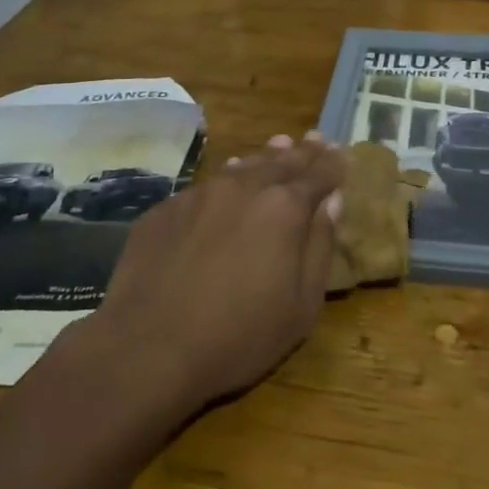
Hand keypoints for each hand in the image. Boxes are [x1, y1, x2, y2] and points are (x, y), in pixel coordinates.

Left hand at [92, 133, 344, 411]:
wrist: (148, 349)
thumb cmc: (239, 336)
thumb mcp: (301, 305)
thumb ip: (320, 246)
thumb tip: (332, 202)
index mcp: (284, 208)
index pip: (318, 174)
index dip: (332, 164)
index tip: (341, 153)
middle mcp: (244, 188)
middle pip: (280, 161)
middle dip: (302, 152)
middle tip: (315, 140)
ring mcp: (200, 195)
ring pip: (242, 167)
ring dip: (265, 157)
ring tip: (279, 146)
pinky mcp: (165, 209)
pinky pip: (206, 185)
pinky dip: (227, 179)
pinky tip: (228, 180)